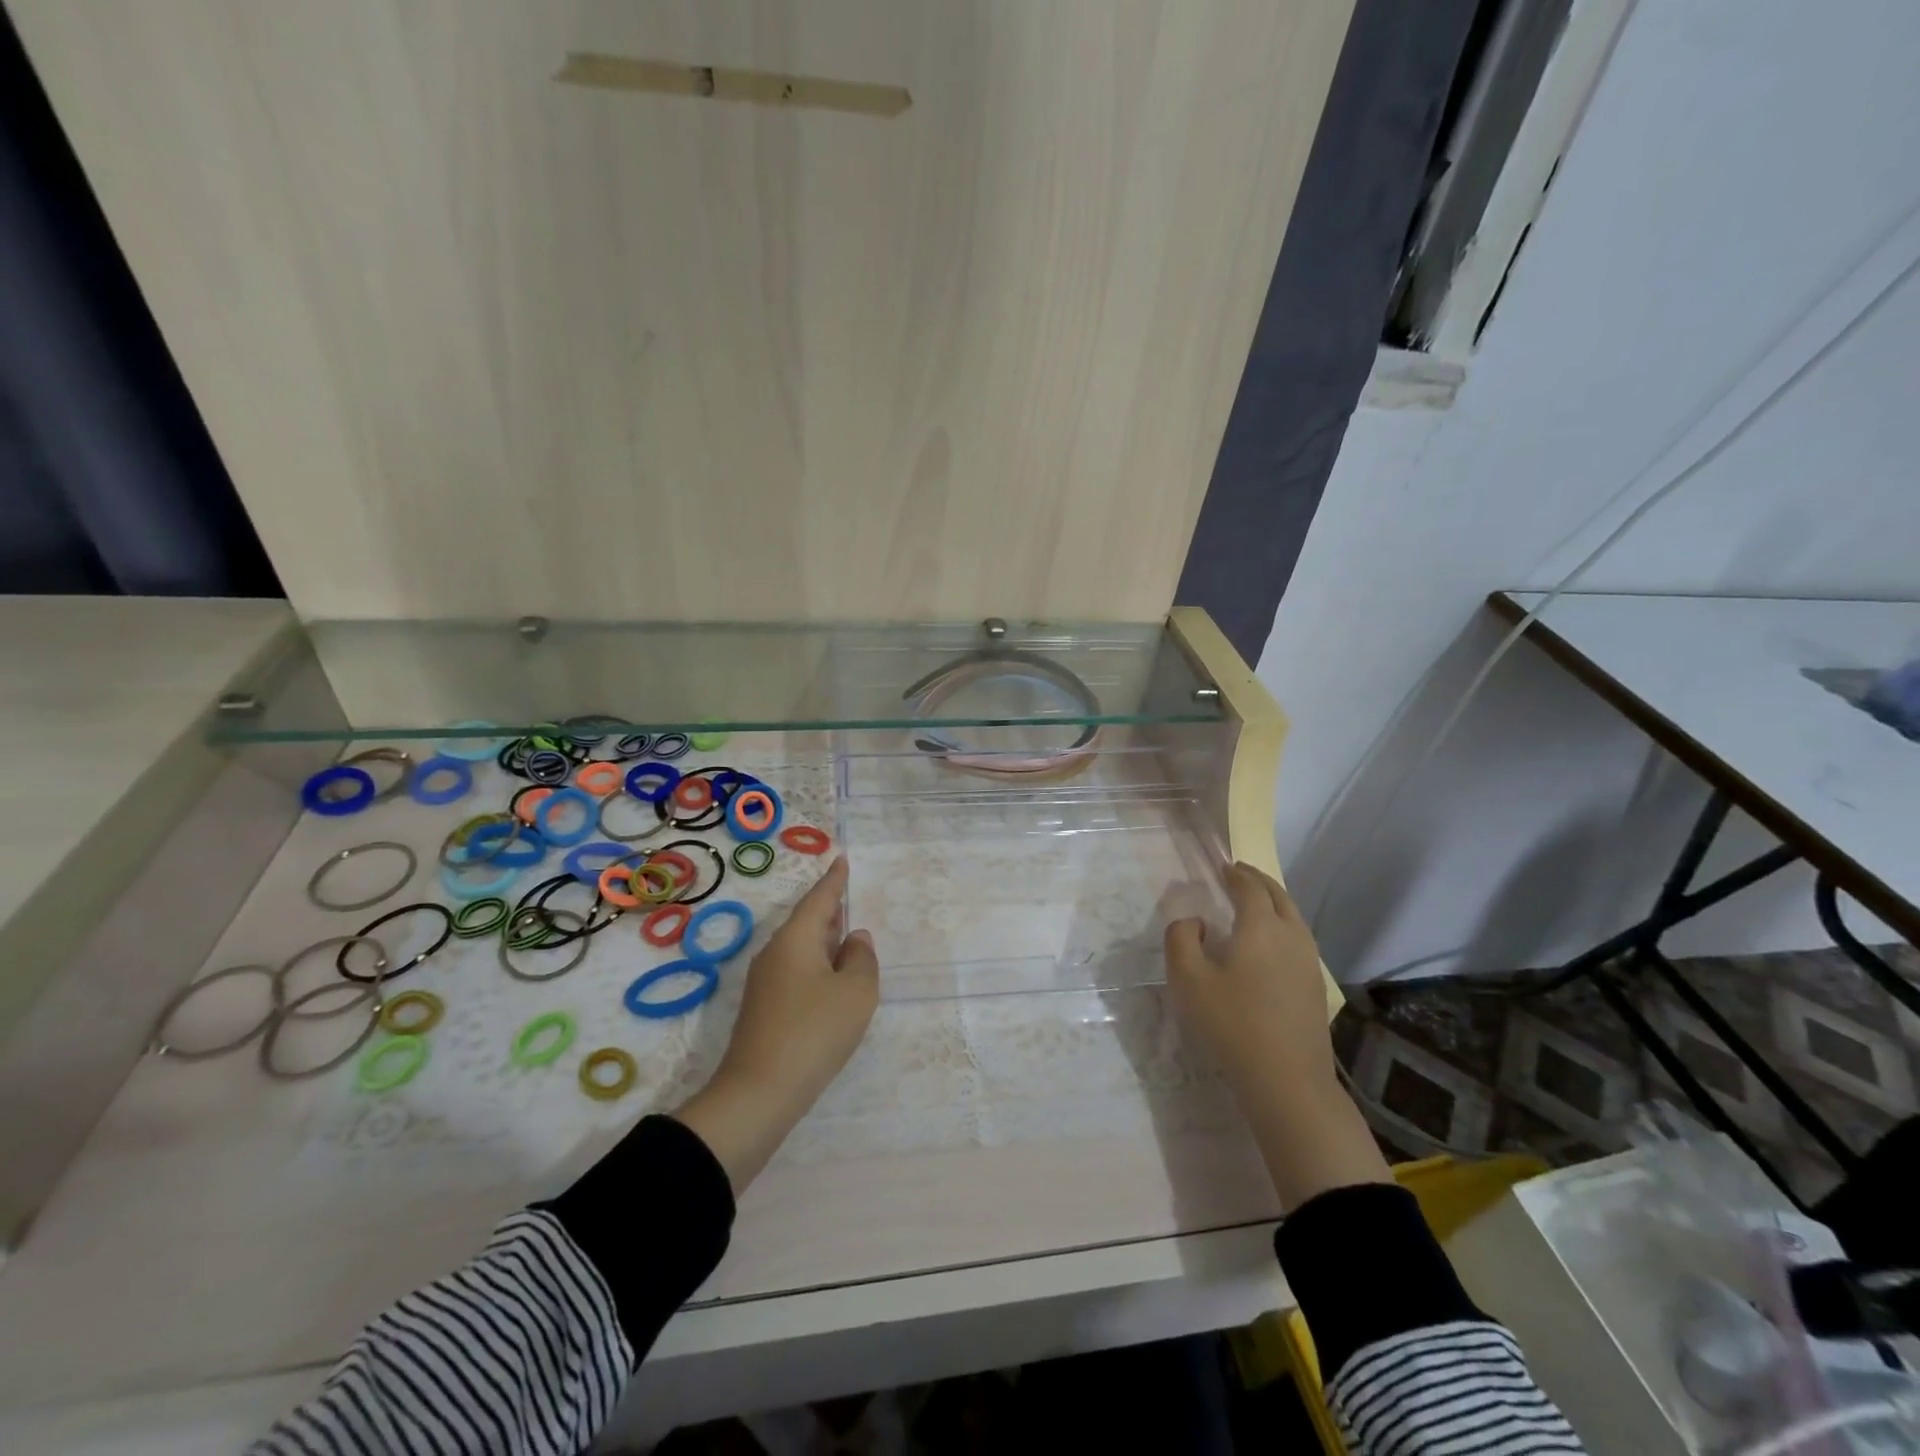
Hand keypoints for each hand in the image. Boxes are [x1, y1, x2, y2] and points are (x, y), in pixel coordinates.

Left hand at [674, 856, 878, 1191]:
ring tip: (845, 937)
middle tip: (848, 897)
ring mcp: (765, 982)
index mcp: (796, 939)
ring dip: (823, 941)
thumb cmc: (814, 1032)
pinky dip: (816, 965)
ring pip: (800, 948)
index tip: (841, 860)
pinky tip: (830, 980)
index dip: (834, 880)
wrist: (758, 1093)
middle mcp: (775, 953)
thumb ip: (862, 958)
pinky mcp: (763, 1009)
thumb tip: (854, 939)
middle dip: (828, 910)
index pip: (819, 899)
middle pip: (806, 922)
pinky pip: (795, 971)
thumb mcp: (855, 992)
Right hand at [1165, 862, 1389, 1206]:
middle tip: (1239, 874)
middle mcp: (1291, 935)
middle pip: (1278, 896)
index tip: (1223, 866)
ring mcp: (1309, 962)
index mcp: (1260, 926)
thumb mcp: (1188, 979)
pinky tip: (1270, 943)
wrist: (1287, 1080)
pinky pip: (1299, 939)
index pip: (1249, 887)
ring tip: (1255, 903)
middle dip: (1258, 881)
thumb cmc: (1232, 1024)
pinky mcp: (1315, 986)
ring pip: (1293, 917)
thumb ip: (1181, 939)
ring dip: (1274, 902)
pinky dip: (1283, 925)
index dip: (1235, 874)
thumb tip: (1195, 922)